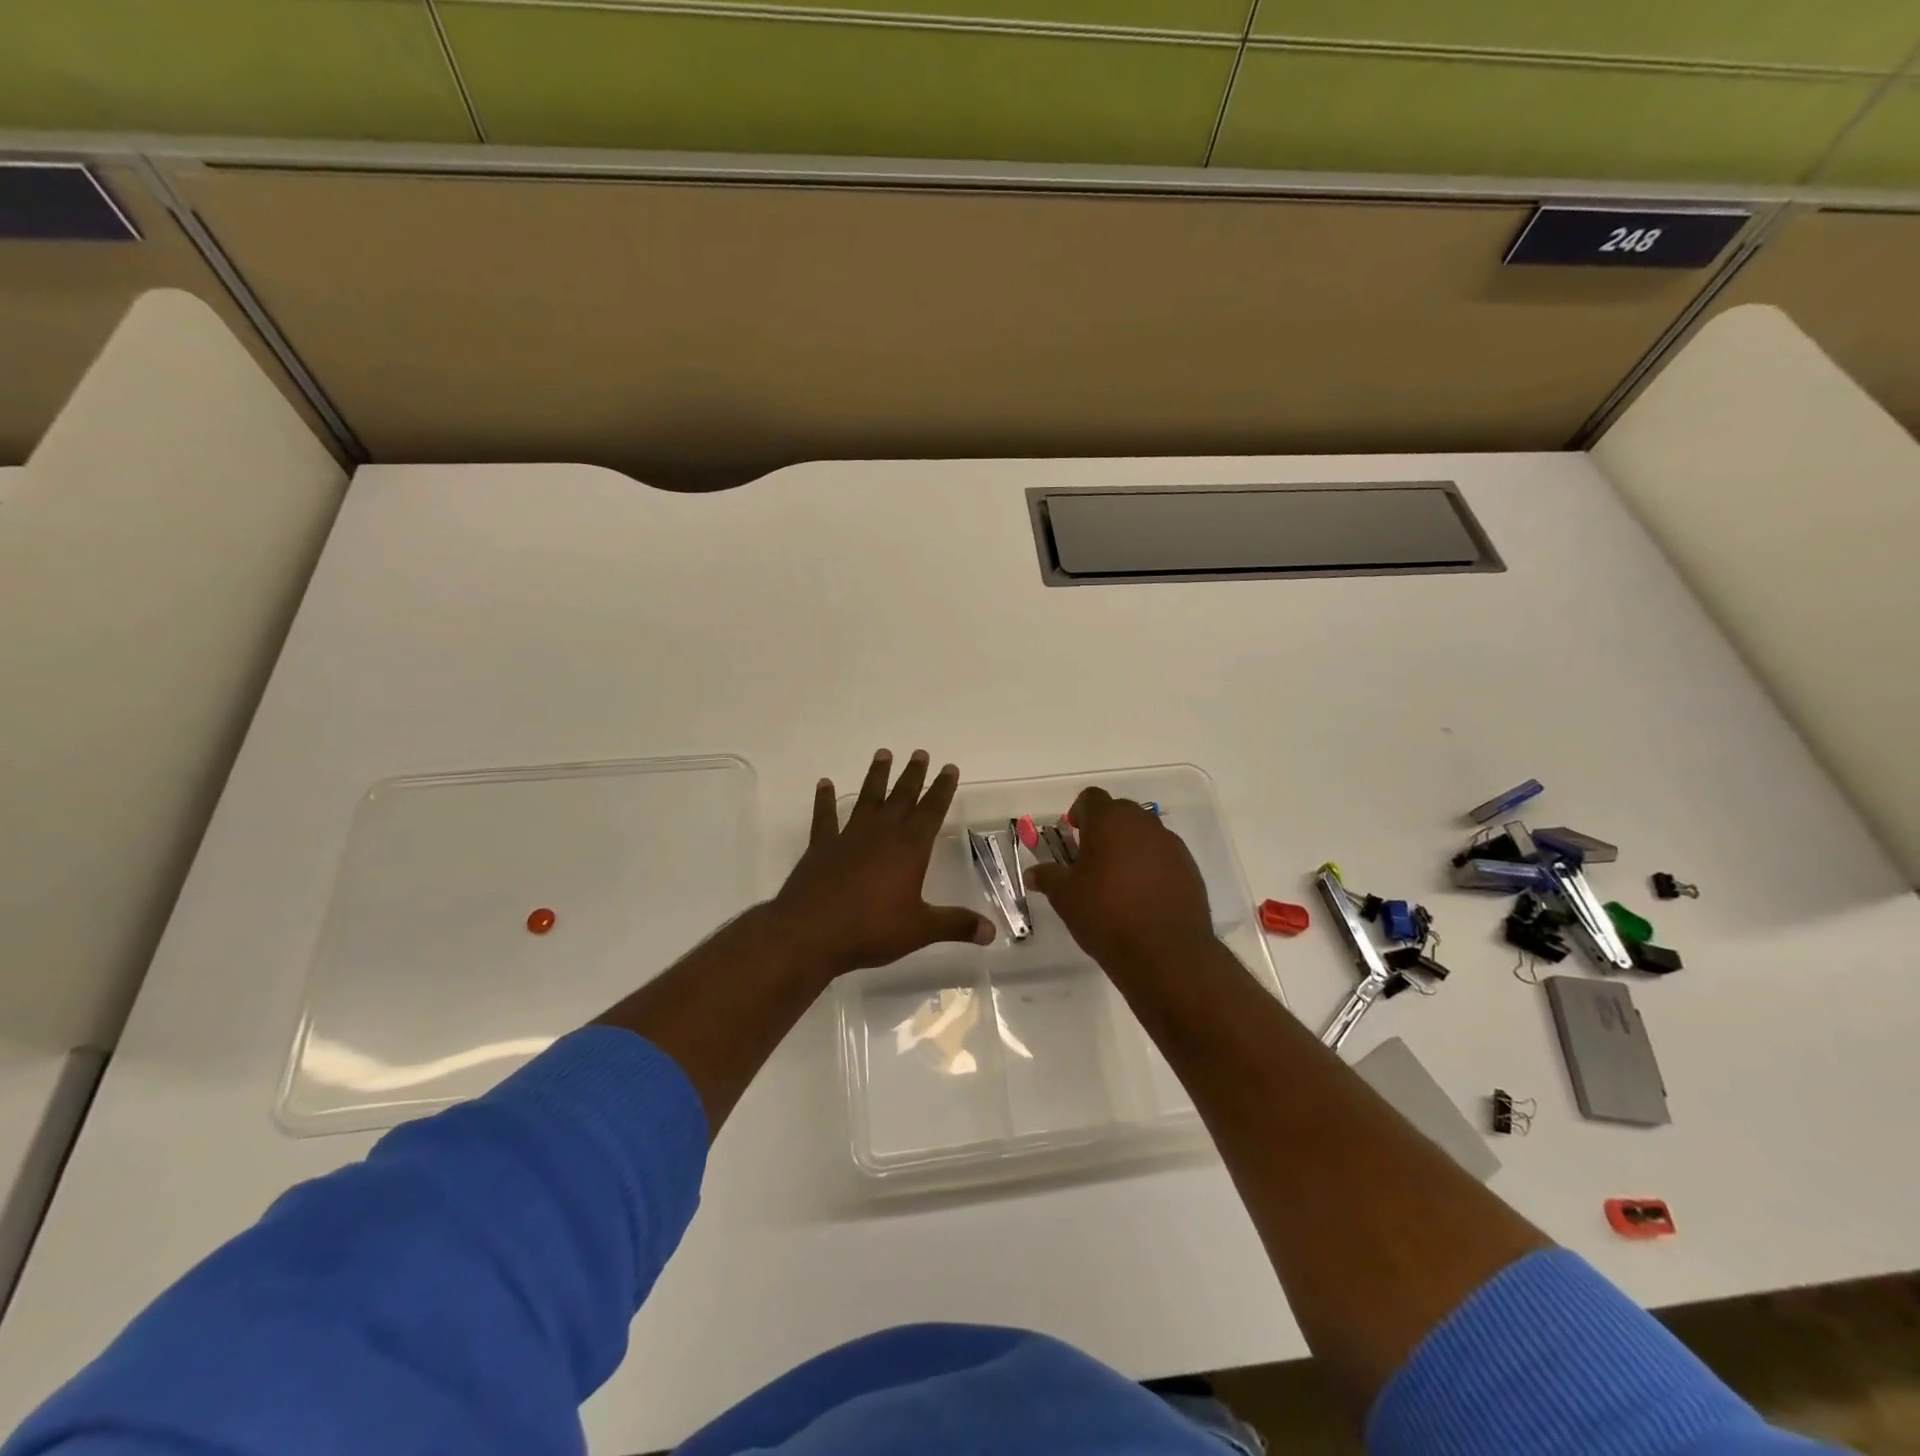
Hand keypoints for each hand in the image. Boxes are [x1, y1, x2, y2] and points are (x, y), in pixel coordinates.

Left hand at [771, 749, 995, 978]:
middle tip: (920, 753)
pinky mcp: (821, 847)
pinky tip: (825, 783)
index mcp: (910, 849)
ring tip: (883, 754)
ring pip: (867, 798)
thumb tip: (992, 932)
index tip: (949, 768)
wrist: (811, 932)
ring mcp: (849, 837)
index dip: (942, 789)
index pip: (931, 811)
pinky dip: (825, 799)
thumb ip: (956, 925)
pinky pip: (825, 817)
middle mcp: (881, 834)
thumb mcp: (920, 929)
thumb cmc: (871, 929)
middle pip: (901, 797)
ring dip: (876, 776)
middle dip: (913, 774)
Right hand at [1025, 787, 1214, 973]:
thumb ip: (1048, 877)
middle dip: (1105, 828)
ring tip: (1117, 880)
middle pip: (1120, 811)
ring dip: (1129, 846)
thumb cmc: (1106, 915)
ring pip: (1145, 833)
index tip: (1073, 834)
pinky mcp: (1189, 868)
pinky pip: (1164, 856)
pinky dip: (1151, 866)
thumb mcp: (1065, 897)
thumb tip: (1033, 873)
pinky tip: (1142, 896)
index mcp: (1109, 821)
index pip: (1091, 798)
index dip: (1079, 812)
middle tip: (1091, 858)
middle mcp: (1143, 824)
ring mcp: (1171, 845)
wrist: (1165, 952)